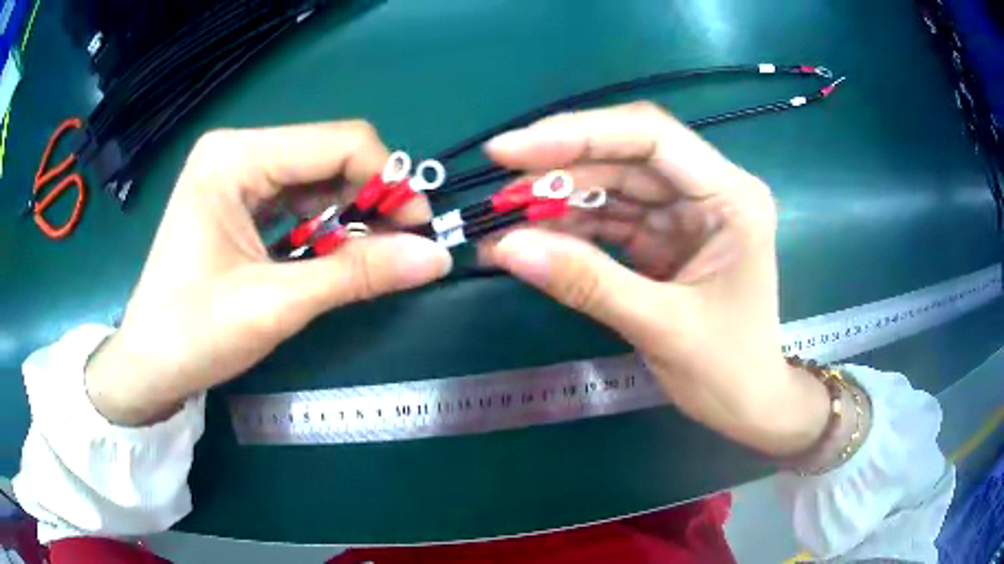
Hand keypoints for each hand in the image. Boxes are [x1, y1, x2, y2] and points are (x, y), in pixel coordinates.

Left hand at [86, 122, 451, 425]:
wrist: (148, 365)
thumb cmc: (195, 334)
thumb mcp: (277, 304)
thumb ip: (357, 274)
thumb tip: (436, 257)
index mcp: (235, 157)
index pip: (338, 142)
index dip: (388, 181)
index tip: (418, 229)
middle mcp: (236, 151)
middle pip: (328, 155)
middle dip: (370, 198)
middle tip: (399, 248)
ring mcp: (234, 173)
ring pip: (316, 177)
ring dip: (348, 214)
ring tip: (364, 257)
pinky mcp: (235, 198)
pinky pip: (295, 197)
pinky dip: (322, 224)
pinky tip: (328, 254)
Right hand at [482, 103, 828, 456]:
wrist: (748, 403)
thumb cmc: (728, 369)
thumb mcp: (661, 326)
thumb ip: (587, 282)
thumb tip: (506, 247)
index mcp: (730, 197)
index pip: (651, 139)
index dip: (579, 135)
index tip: (512, 150)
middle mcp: (708, 190)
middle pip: (624, 156)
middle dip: (558, 172)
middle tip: (498, 197)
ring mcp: (684, 212)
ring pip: (610, 185)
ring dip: (556, 201)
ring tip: (501, 223)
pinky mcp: (663, 235)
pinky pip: (608, 218)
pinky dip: (567, 228)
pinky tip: (528, 241)